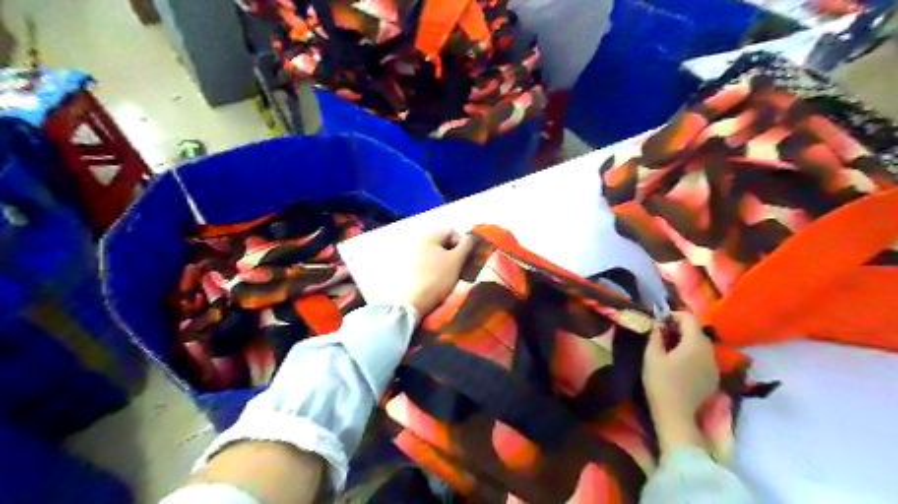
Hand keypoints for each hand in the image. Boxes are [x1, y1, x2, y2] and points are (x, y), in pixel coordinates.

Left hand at [403, 231, 479, 316]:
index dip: (463, 242)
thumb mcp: (457, 259)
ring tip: (456, 273)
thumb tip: (473, 235)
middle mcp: (422, 243)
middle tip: (463, 265)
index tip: (467, 257)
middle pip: (446, 242)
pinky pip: (434, 261)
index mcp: (430, 238)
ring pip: (441, 253)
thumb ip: (467, 244)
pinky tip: (446, 277)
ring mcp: (418, 256)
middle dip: (457, 251)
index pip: (452, 232)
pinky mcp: (417, 268)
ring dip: (451, 260)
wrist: (420, 299)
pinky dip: (442, 266)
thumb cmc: (440, 276)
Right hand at [643, 311, 719, 453]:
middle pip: (696, 331)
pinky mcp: (714, 378)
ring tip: (670, 349)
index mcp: (695, 343)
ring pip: (701, 345)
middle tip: (662, 334)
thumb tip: (658, 324)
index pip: (688, 317)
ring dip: (687, 341)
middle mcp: (710, 351)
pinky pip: (704, 358)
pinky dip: (693, 355)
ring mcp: (714, 365)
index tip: (659, 322)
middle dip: (680, 328)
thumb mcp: (651, 356)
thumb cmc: (660, 382)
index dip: (672, 315)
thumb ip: (655, 335)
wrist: (676, 415)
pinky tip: (680, 365)